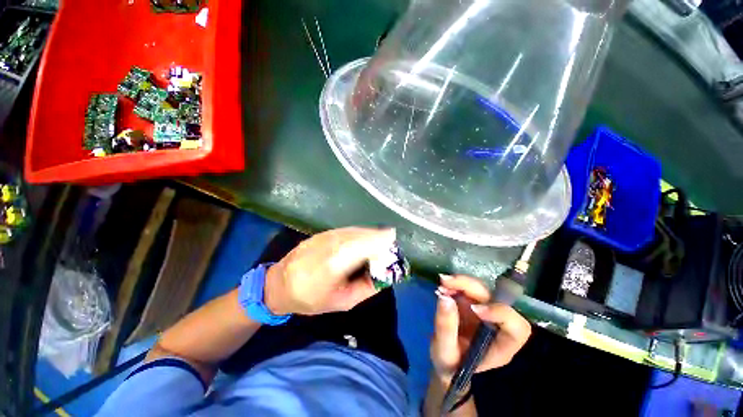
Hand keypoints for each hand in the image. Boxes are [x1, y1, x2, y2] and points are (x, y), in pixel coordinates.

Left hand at [264, 227, 395, 315]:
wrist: (279, 284)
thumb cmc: (310, 298)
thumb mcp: (342, 302)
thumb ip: (366, 288)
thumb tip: (384, 274)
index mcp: (334, 264)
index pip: (362, 246)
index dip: (379, 240)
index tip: (393, 240)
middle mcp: (330, 245)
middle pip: (360, 235)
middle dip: (378, 236)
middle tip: (390, 242)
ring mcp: (324, 236)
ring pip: (354, 230)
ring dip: (369, 233)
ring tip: (381, 239)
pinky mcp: (322, 233)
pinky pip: (346, 230)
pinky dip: (358, 233)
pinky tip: (364, 238)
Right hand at [430, 275, 530, 381]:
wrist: (446, 359)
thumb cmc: (450, 363)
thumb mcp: (445, 352)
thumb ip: (446, 327)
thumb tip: (444, 298)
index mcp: (501, 345)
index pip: (516, 326)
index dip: (500, 313)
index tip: (473, 308)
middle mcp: (496, 324)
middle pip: (494, 298)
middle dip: (470, 286)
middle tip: (446, 283)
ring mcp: (484, 310)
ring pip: (481, 289)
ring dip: (461, 282)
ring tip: (442, 284)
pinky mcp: (472, 301)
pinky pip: (468, 287)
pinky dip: (455, 284)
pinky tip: (443, 286)